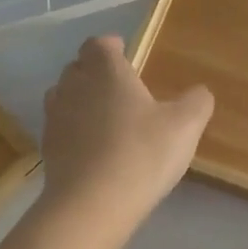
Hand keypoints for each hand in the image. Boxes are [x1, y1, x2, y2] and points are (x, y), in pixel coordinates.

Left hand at [39, 35, 213, 226]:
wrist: (92, 204)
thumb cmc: (142, 153)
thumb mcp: (185, 126)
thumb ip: (196, 102)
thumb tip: (200, 92)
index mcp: (106, 71)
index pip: (99, 44)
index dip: (111, 46)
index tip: (124, 53)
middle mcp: (75, 86)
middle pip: (78, 67)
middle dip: (94, 70)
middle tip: (118, 86)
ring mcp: (55, 117)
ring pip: (63, 95)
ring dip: (80, 99)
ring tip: (102, 115)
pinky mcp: (47, 148)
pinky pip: (59, 127)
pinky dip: (72, 129)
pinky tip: (91, 148)